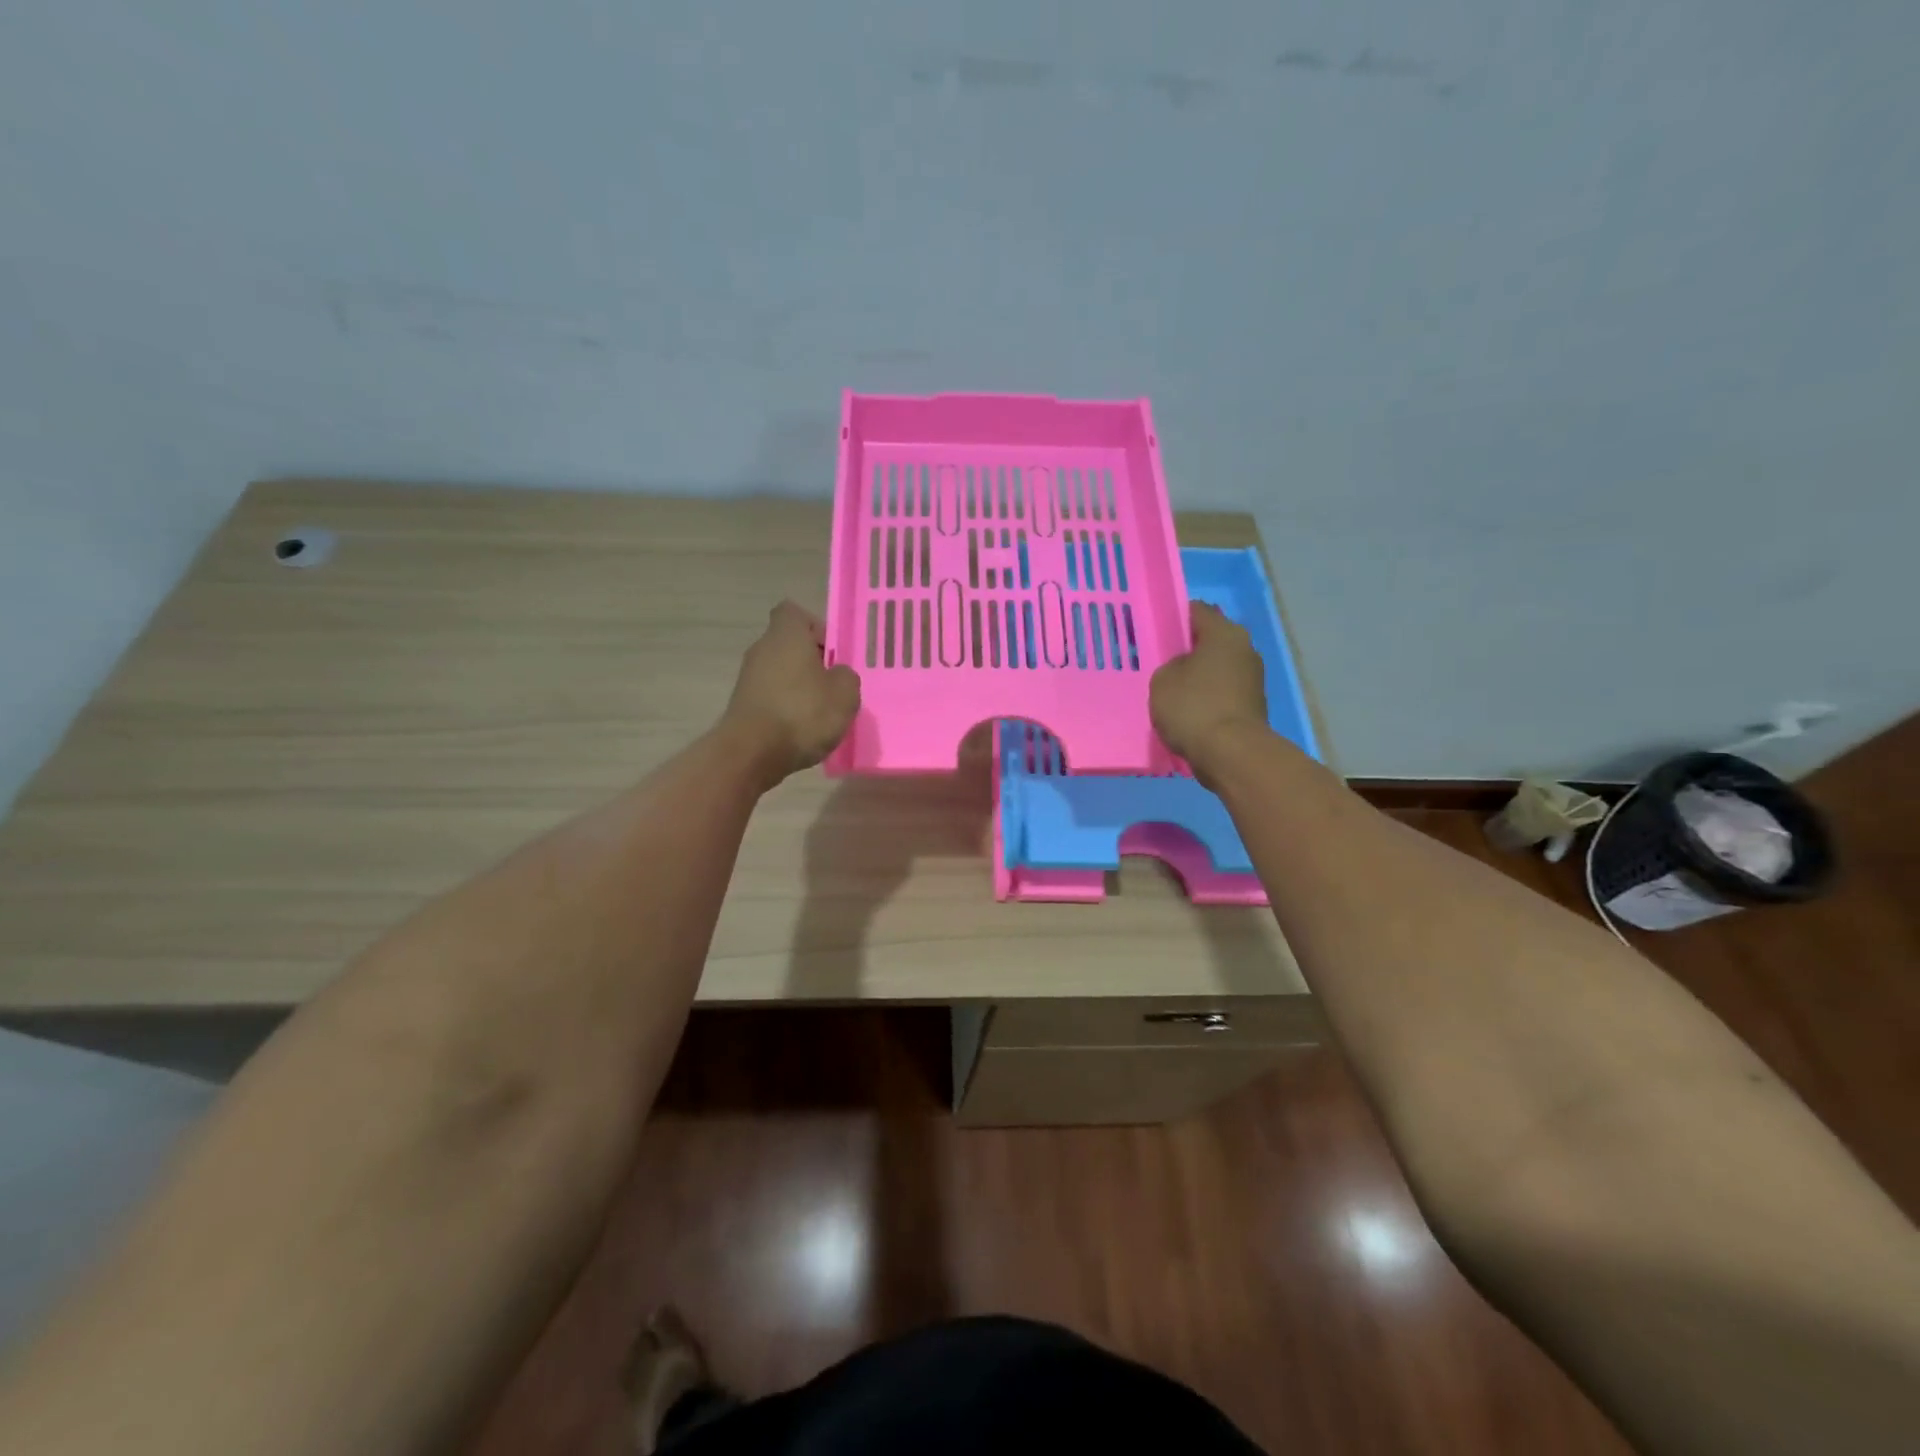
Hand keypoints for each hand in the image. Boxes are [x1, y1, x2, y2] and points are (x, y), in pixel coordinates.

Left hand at [719, 601, 860, 783]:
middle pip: (789, 645)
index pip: (795, 613)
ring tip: (820, 714)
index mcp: (786, 635)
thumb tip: (837, 674)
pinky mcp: (742, 705)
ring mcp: (748, 678)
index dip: (816, 628)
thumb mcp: (845, 693)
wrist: (752, 753)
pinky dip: (785, 708)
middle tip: (833, 687)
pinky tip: (800, 730)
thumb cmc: (803, 713)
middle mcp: (762, 649)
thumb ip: (846, 676)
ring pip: (780, 672)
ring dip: (799, 688)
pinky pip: (771, 696)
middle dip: (812, 663)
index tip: (832, 653)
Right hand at [1150, 602, 1268, 776]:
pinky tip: (1188, 712)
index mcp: (1224, 633)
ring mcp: (1253, 679)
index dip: (1175, 618)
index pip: (1197, 611)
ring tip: (1172, 691)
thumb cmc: (1193, 707)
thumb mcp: (1162, 680)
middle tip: (1161, 663)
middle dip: (1188, 650)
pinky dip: (1207, 699)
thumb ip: (1170, 666)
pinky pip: (1222, 694)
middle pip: (1210, 641)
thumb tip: (1184, 669)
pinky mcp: (1252, 706)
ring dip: (1198, 677)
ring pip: (1217, 669)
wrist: (1231, 754)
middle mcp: (1245, 649)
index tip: (1156, 631)